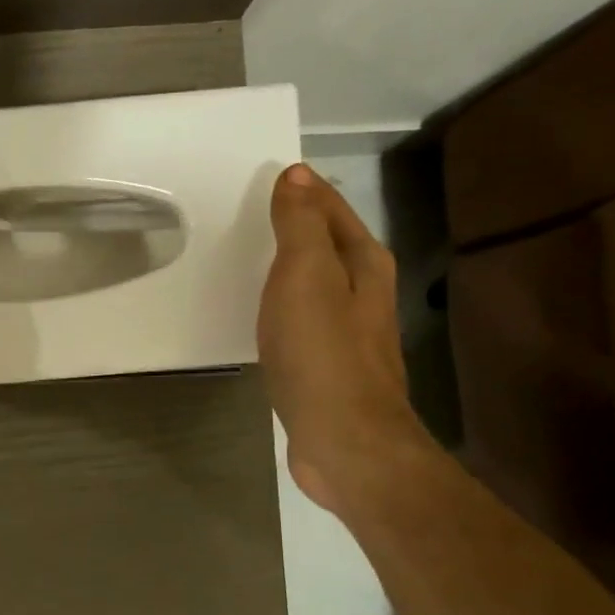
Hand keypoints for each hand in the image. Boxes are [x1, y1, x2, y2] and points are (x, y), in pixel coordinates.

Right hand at [257, 164, 429, 513]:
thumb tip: (296, 175)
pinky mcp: (326, 365)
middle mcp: (364, 293)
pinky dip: (282, 305)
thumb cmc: (322, 353)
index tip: (270, 176)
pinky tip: (263, 315)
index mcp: (364, 264)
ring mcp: (348, 333)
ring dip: (289, 266)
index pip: (332, 209)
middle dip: (297, 225)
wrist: (344, 439)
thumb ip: (300, 225)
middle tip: (251, 212)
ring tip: (250, 257)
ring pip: (316, 283)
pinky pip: (301, 319)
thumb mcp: (306, 277)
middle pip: (328, 244)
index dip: (304, 190)